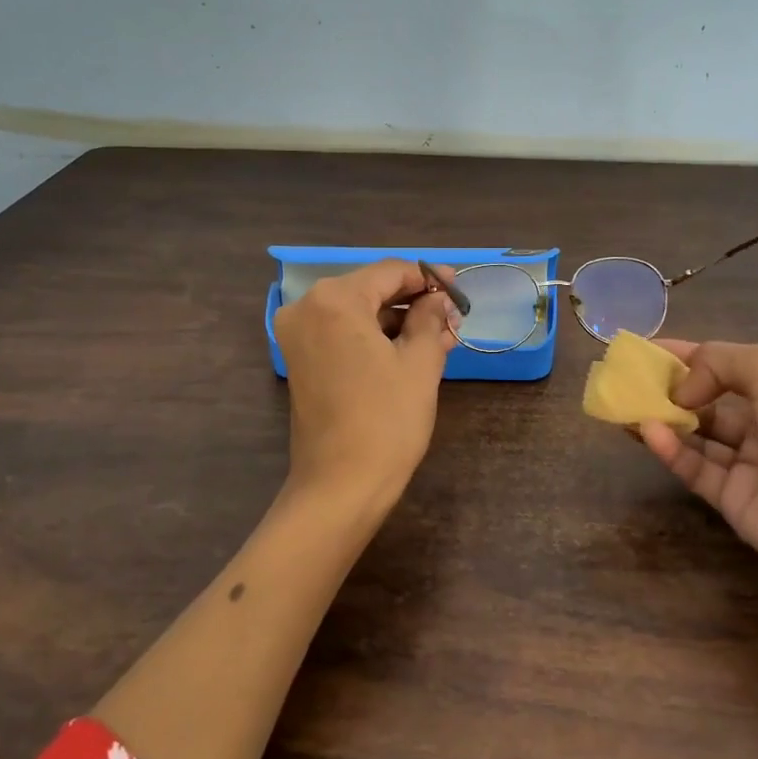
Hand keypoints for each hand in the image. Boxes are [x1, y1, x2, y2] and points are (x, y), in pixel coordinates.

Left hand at [272, 258, 456, 516]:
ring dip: (398, 321)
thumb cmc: (386, 420)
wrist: (340, 486)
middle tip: (453, 318)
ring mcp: (299, 336)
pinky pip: (343, 334)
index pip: (390, 271)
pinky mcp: (301, 360)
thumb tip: (439, 300)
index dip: (428, 277)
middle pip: (371, 289)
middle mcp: (307, 308)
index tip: (459, 288)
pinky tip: (411, 349)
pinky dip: (375, 337)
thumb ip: (430, 319)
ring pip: (358, 312)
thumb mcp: (419, 363)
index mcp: (334, 300)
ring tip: (441, 337)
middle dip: (414, 301)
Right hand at [638, 339, 757, 582]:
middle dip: (667, 390)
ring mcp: (745, 464)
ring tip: (626, 407)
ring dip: (662, 420)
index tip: (645, 350)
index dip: (685, 356)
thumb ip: (719, 362)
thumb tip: (683, 390)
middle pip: (705, 402)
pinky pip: (694, 468)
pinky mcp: (730, 499)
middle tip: (627, 382)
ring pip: (694, 436)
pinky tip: (649, 433)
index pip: (723, 366)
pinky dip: (670, 450)